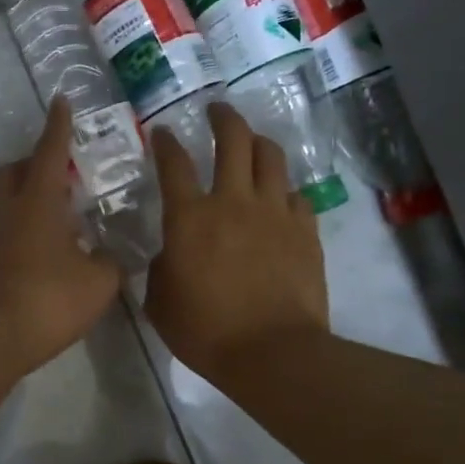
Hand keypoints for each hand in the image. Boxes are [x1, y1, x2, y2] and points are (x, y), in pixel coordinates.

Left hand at [0, 98, 122, 373]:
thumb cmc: (48, 298)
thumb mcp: (99, 281)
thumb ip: (111, 261)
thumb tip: (112, 255)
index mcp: (38, 200)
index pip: (49, 151)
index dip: (59, 126)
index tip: (62, 102)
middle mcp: (9, 210)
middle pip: (13, 170)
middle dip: (34, 161)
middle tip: (62, 169)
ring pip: (6, 200)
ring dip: (29, 195)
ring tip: (62, 212)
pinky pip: (7, 228)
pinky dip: (27, 227)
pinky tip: (51, 247)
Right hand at [146, 102, 328, 379]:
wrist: (270, 351)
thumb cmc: (204, 330)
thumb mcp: (160, 302)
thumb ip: (160, 269)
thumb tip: (170, 255)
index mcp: (189, 217)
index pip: (173, 164)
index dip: (166, 143)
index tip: (163, 132)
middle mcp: (233, 202)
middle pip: (233, 140)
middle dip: (222, 118)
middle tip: (216, 111)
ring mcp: (274, 212)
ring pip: (271, 157)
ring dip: (258, 143)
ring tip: (252, 143)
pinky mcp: (305, 230)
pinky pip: (296, 195)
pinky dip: (283, 191)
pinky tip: (279, 199)